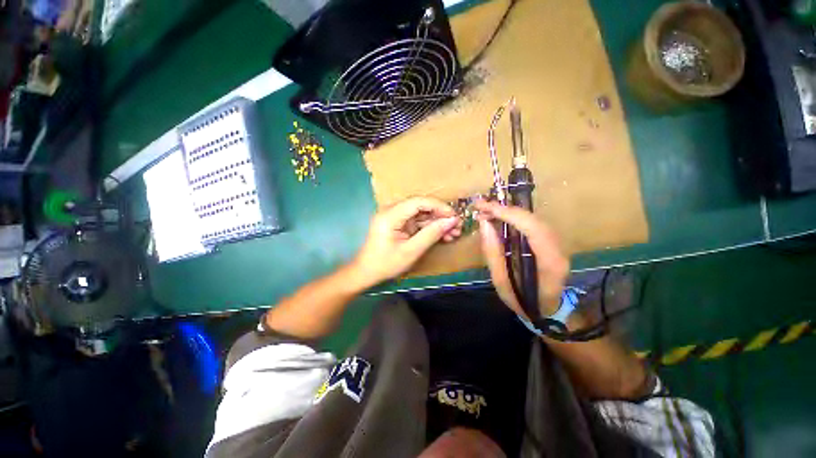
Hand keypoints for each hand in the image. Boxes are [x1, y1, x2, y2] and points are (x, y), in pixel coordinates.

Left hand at [352, 197, 462, 286]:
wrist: (367, 272)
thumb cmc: (386, 263)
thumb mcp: (411, 251)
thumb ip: (431, 234)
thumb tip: (452, 221)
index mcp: (391, 215)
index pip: (419, 202)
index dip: (439, 207)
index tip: (454, 217)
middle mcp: (392, 210)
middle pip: (421, 207)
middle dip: (440, 217)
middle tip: (457, 227)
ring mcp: (395, 216)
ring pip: (422, 214)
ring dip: (437, 223)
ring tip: (454, 234)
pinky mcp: (398, 223)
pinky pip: (417, 222)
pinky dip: (430, 228)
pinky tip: (443, 236)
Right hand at [475, 200, 569, 318]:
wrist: (547, 310)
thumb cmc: (523, 301)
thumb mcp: (501, 282)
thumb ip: (493, 253)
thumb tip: (484, 224)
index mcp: (549, 262)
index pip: (532, 228)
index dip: (508, 214)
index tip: (485, 208)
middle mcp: (558, 249)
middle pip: (533, 219)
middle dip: (505, 210)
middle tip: (481, 207)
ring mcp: (558, 243)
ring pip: (533, 219)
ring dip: (509, 212)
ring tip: (487, 211)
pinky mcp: (551, 241)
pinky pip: (532, 223)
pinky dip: (514, 217)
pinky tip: (500, 217)